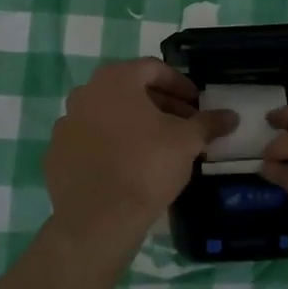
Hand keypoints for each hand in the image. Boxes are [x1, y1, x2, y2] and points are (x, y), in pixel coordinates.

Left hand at [44, 59, 237, 261]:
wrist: (99, 219)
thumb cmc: (146, 167)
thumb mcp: (187, 142)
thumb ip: (209, 123)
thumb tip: (231, 116)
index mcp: (115, 79)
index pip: (153, 69)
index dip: (180, 84)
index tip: (196, 103)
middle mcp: (85, 93)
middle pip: (129, 90)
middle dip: (158, 104)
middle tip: (182, 124)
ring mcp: (66, 124)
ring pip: (107, 115)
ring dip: (132, 124)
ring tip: (156, 146)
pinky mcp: (56, 154)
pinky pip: (90, 141)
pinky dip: (109, 145)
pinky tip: (127, 166)